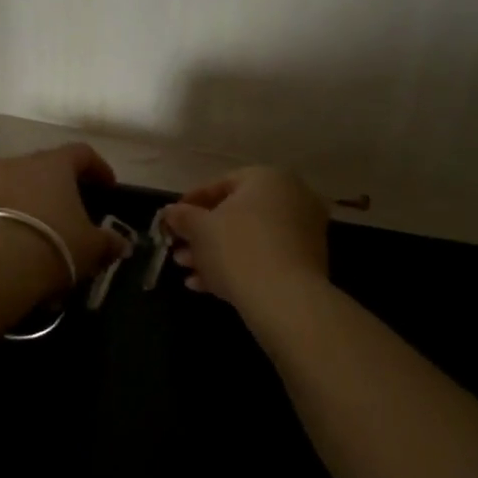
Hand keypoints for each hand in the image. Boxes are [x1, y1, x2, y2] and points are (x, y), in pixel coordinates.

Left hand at [0, 143, 130, 295]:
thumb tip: (121, 244)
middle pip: (42, 168)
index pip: (81, 153)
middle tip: (70, 211)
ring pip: (12, 187)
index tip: (107, 186)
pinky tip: (10, 247)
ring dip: (26, 203)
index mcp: (52, 164)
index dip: (97, 168)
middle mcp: (16, 163)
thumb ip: (108, 242)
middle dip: (57, 187)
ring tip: (37, 232)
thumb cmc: (53, 244)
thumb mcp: (91, 247)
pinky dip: (3, 221)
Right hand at [163, 167, 329, 307]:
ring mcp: (304, 231)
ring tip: (186, 271)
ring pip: (249, 238)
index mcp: (268, 178)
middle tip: (178, 249)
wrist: (284, 299)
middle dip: (202, 235)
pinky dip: (237, 266)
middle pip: (236, 214)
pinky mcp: (307, 262)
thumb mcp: (199, 229)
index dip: (191, 203)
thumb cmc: (237, 249)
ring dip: (214, 253)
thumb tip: (170, 212)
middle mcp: (292, 197)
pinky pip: (264, 257)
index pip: (221, 184)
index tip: (172, 220)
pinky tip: (206, 285)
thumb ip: (182, 216)